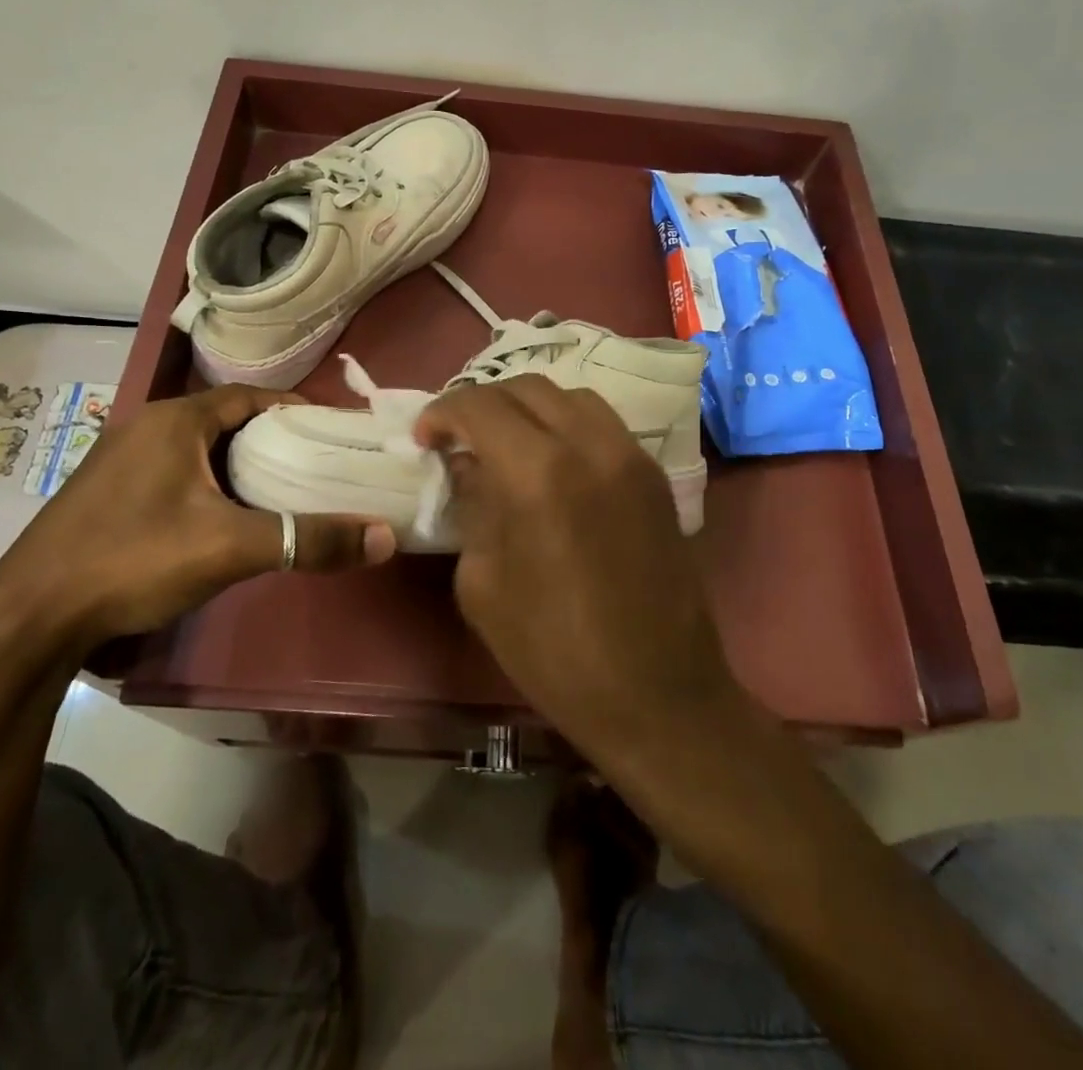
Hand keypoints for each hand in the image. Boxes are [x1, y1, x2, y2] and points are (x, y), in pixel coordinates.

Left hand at [0, 386, 395, 644]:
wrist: (28, 619)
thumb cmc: (133, 560)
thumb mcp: (230, 547)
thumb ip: (308, 539)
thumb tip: (384, 537)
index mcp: (173, 420)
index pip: (249, 396)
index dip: (293, 408)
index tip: (331, 430)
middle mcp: (144, 427)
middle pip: (224, 420)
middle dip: (271, 438)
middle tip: (315, 462)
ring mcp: (119, 461)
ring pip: (197, 448)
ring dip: (237, 462)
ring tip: (280, 488)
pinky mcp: (105, 494)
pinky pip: (173, 472)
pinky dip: (207, 483)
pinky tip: (223, 517)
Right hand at [414, 377, 743, 762]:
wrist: (657, 694)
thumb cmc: (554, 652)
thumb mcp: (483, 584)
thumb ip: (472, 507)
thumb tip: (468, 465)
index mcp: (538, 473)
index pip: (481, 406)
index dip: (443, 412)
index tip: (425, 438)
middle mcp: (589, 445)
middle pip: (527, 388)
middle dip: (483, 403)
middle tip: (459, 437)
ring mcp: (630, 456)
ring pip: (571, 396)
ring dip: (528, 407)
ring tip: (506, 442)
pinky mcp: (655, 475)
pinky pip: (603, 424)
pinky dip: (567, 424)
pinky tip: (552, 461)